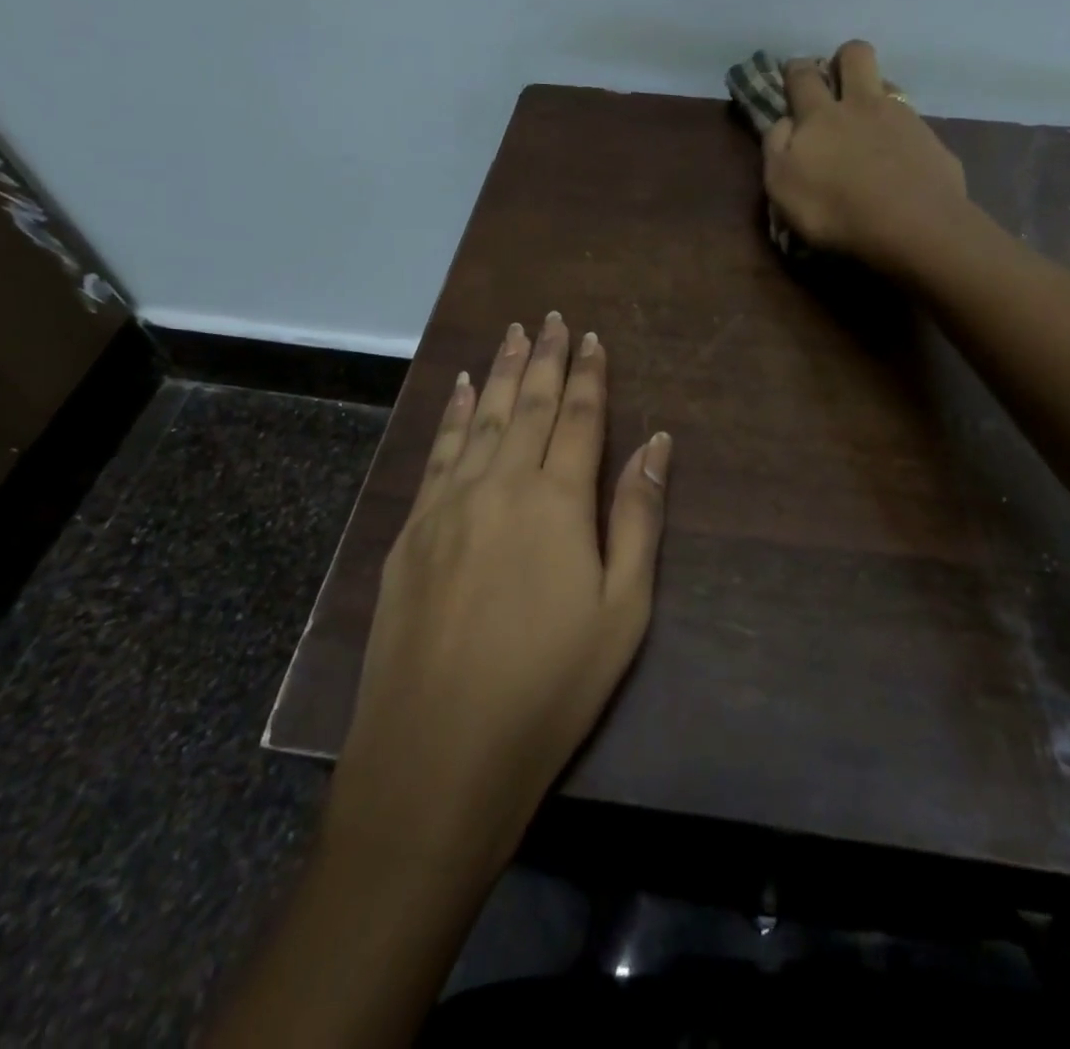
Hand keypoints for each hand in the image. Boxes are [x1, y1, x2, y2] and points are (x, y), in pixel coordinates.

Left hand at [333, 313, 669, 872]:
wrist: (438, 753)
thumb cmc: (549, 686)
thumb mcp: (622, 610)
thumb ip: (638, 517)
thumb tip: (657, 442)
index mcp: (557, 501)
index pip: (579, 418)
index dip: (588, 374)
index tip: (592, 338)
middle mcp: (500, 484)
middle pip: (526, 405)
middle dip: (543, 357)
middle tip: (549, 317)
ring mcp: (448, 504)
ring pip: (478, 417)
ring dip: (498, 371)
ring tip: (510, 333)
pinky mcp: (412, 530)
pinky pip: (438, 451)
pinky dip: (452, 413)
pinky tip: (459, 389)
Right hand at [763, 40, 968, 274]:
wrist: (912, 226)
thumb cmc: (835, 210)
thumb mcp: (781, 186)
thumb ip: (776, 147)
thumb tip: (785, 121)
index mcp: (819, 115)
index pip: (802, 76)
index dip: (795, 70)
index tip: (792, 75)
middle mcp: (862, 104)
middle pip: (855, 55)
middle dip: (842, 59)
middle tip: (836, 80)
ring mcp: (902, 117)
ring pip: (887, 82)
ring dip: (874, 90)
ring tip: (868, 119)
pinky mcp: (931, 140)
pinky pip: (912, 120)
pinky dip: (901, 128)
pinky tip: (898, 152)